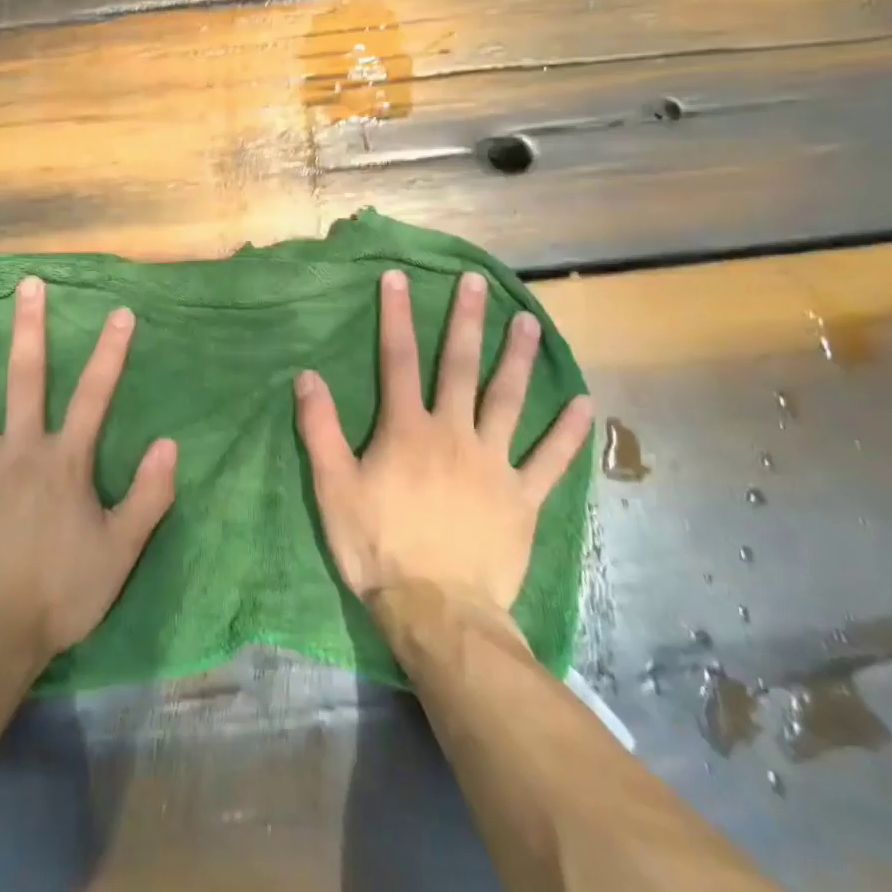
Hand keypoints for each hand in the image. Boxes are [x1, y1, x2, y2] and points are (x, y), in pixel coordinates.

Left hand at [0, 276, 177, 661]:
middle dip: (29, 328)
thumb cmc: (59, 593)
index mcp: (63, 460)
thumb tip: (171, 443)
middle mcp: (19, 448)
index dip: (110, 352)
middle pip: (25, 377)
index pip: (94, 394)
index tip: (120, 312)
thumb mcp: (120, 550)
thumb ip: (148, 495)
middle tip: (26, 284)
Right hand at [295, 268, 592, 622]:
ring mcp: (493, 463)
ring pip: (508, 400)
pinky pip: (549, 460)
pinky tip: (584, 404)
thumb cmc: (378, 547)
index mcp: (407, 429)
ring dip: (519, 359)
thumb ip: (321, 429)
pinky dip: (567, 433)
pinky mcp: (522, 498)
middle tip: (478, 283)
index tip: (398, 278)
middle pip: (459, 366)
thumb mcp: (333, 488)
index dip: (396, 316)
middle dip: (466, 320)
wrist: (438, 613)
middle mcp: (453, 433)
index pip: (396, 360)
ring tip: (530, 322)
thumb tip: (307, 376)